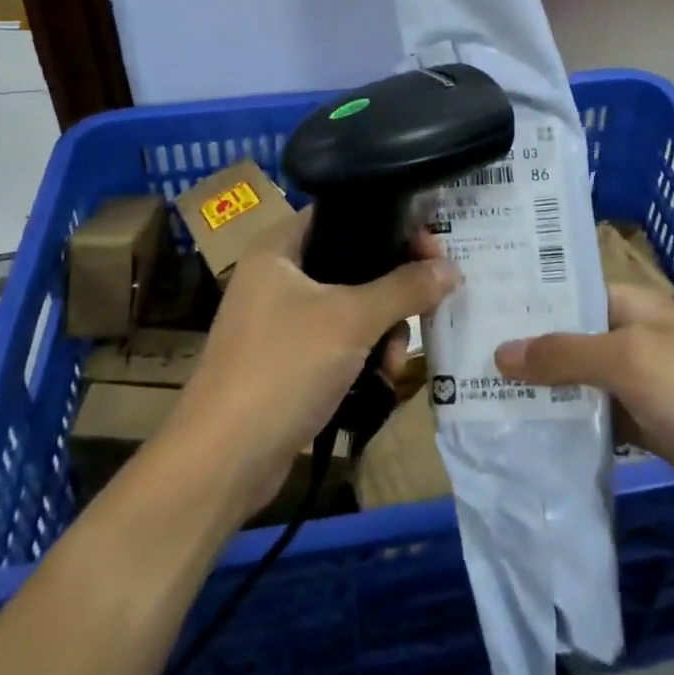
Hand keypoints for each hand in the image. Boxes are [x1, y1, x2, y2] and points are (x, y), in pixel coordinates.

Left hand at [166, 212, 458, 519]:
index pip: (342, 214)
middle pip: (352, 262)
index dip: (389, 224)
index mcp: (278, 248)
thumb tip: (451, 268)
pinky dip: (362, 354)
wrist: (222, 461)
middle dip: (393, 288)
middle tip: (427, 302)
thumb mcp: (351, 320)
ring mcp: (279, 320)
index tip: (431, 248)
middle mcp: (276, 276)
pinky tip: (381, 378)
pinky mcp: (286, 360)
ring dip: (383, 329)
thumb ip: (404, 288)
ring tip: (397, 359)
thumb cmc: (283, 367)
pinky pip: (337, 341)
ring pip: (349, 306)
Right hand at [495, 283, 673, 538]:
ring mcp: (643, 384)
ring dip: (544, 389)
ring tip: (481, 395)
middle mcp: (634, 337)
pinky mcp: (650, 428)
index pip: (568, 291)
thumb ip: (565, 354)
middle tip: (465, 356)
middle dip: (527, 348)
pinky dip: (571, 425)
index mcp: (633, 305)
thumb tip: (501, 351)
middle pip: (570, 338)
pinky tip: (528, 434)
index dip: (527, 298)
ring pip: (581, 381)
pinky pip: (599, 419)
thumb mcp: (631, 361)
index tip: (477, 306)